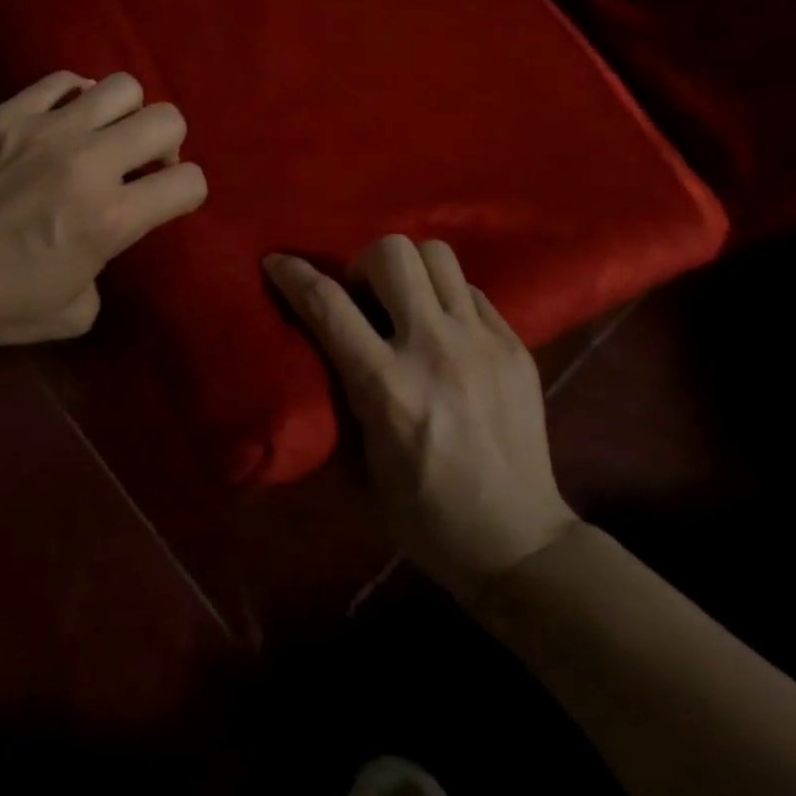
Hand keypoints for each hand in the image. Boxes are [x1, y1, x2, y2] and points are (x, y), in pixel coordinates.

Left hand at [0, 70, 207, 349]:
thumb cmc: (3, 305)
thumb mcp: (79, 310)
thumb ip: (109, 264)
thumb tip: (105, 234)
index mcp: (111, 218)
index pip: (189, 183)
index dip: (186, 193)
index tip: (165, 201)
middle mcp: (89, 164)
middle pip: (167, 120)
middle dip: (167, 144)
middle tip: (140, 164)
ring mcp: (47, 131)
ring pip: (122, 87)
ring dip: (125, 114)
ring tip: (103, 136)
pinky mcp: (9, 115)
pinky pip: (62, 81)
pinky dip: (76, 97)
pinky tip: (64, 122)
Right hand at [263, 236, 578, 599]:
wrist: (518, 542)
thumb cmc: (424, 515)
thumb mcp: (360, 464)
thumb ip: (341, 397)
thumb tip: (324, 349)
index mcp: (387, 387)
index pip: (327, 305)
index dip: (293, 274)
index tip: (277, 262)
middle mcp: (434, 350)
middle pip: (393, 253)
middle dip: (363, 263)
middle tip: (362, 296)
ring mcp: (481, 343)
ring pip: (437, 254)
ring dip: (409, 269)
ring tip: (405, 302)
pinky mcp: (515, 346)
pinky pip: (470, 289)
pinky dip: (446, 297)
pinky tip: (444, 330)